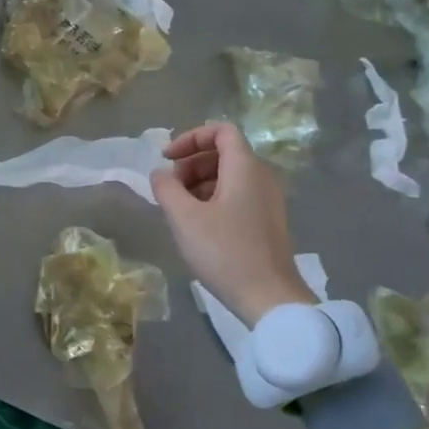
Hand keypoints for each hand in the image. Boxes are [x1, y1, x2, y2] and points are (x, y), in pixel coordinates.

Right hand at [151, 122, 313, 324]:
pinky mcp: (266, 221)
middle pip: (223, 152)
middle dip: (191, 164)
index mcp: (245, 168)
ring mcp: (267, 200)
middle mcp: (261, 177)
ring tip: (178, 210)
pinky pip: (237, 195)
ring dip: (199, 183)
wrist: (269, 298)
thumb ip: (166, 188)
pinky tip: (197, 225)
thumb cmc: (225, 252)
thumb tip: (159, 173)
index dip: (190, 138)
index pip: (221, 130)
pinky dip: (213, 199)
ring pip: (229, 176)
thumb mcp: (184, 218)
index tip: (167, 159)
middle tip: (169, 189)